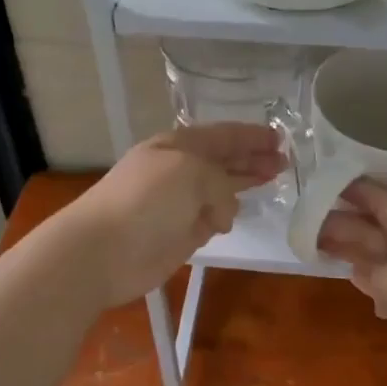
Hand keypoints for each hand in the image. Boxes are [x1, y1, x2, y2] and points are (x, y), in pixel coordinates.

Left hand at [59, 123, 283, 306]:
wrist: (102, 250)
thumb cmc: (145, 201)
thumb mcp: (190, 173)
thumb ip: (220, 183)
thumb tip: (224, 212)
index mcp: (178, 146)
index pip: (222, 135)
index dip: (251, 136)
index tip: (280, 139)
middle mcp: (179, 170)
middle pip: (223, 160)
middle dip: (252, 158)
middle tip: (284, 161)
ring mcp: (179, 204)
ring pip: (220, 189)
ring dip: (243, 183)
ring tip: (272, 179)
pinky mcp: (180, 234)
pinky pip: (212, 219)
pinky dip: (226, 216)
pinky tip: (236, 215)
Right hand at [316, 180, 386, 385]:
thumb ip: (379, 270)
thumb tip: (363, 271)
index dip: (357, 190)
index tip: (323, 179)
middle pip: (379, 230)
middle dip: (345, 222)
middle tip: (305, 219)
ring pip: (380, 258)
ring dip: (351, 250)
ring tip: (316, 243)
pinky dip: (368, 280)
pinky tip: (351, 279)